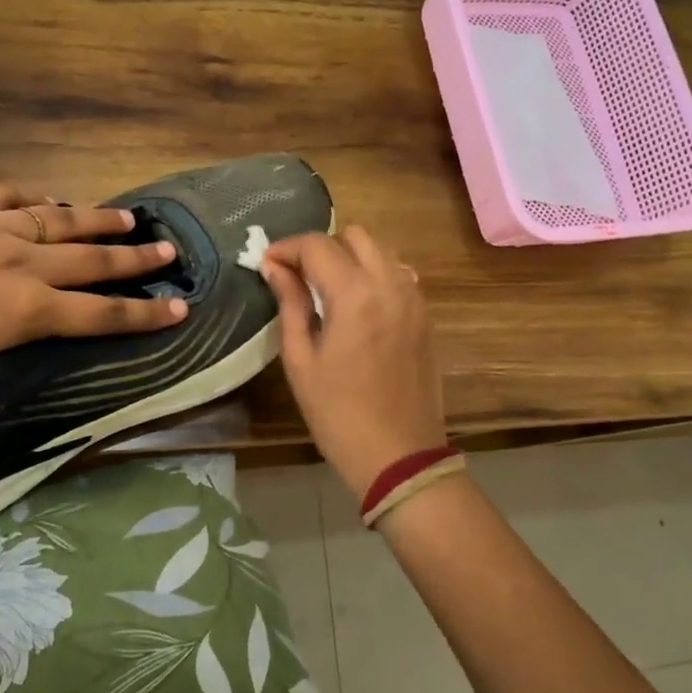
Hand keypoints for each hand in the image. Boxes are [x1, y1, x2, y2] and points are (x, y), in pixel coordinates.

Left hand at [0, 182, 185, 391]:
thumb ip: (15, 338)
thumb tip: (38, 320)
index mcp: (25, 311)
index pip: (100, 314)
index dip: (143, 313)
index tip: (179, 308)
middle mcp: (21, 263)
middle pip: (92, 260)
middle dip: (135, 259)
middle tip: (169, 251)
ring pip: (60, 219)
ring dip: (98, 221)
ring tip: (129, 219)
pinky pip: (11, 193)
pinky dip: (38, 197)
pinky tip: (54, 199)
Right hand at [261, 227, 445, 498]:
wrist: (400, 456)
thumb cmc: (338, 414)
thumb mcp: (301, 360)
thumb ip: (289, 305)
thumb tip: (273, 267)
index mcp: (355, 294)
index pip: (317, 246)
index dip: (286, 249)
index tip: (266, 264)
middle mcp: (390, 284)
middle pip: (354, 235)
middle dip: (321, 246)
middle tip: (297, 275)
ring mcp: (413, 298)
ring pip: (380, 250)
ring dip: (349, 256)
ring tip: (324, 288)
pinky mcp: (425, 315)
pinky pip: (397, 273)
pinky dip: (373, 273)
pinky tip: (356, 303)